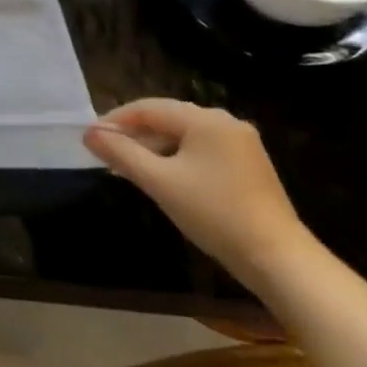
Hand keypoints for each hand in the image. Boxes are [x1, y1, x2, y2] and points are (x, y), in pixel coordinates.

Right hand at [84, 98, 315, 287]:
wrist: (277, 258)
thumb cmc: (213, 213)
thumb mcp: (159, 181)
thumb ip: (121, 153)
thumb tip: (89, 134)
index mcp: (205, 120)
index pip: (148, 108)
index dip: (115, 120)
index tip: (90, 139)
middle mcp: (225, 123)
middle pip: (166, 118)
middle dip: (133, 135)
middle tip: (105, 155)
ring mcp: (240, 144)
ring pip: (183, 136)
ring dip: (153, 148)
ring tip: (128, 168)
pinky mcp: (247, 165)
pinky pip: (200, 150)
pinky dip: (175, 159)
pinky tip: (161, 177)